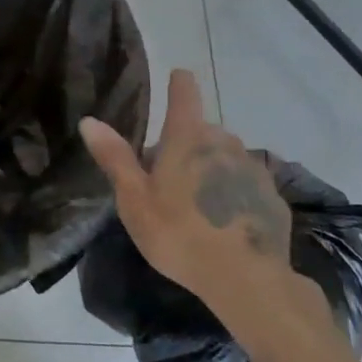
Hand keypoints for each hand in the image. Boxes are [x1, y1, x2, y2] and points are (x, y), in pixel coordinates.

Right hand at [80, 69, 317, 323]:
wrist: (247, 280)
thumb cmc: (179, 234)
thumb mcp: (135, 200)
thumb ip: (115, 157)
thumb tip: (89, 120)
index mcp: (187, 136)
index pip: (185, 91)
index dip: (178, 84)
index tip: (174, 81)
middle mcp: (223, 141)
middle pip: (201, 130)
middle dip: (185, 146)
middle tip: (167, 181)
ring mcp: (252, 167)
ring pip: (224, 157)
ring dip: (210, 170)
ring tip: (197, 207)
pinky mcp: (272, 195)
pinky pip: (245, 184)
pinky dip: (234, 195)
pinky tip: (225, 225)